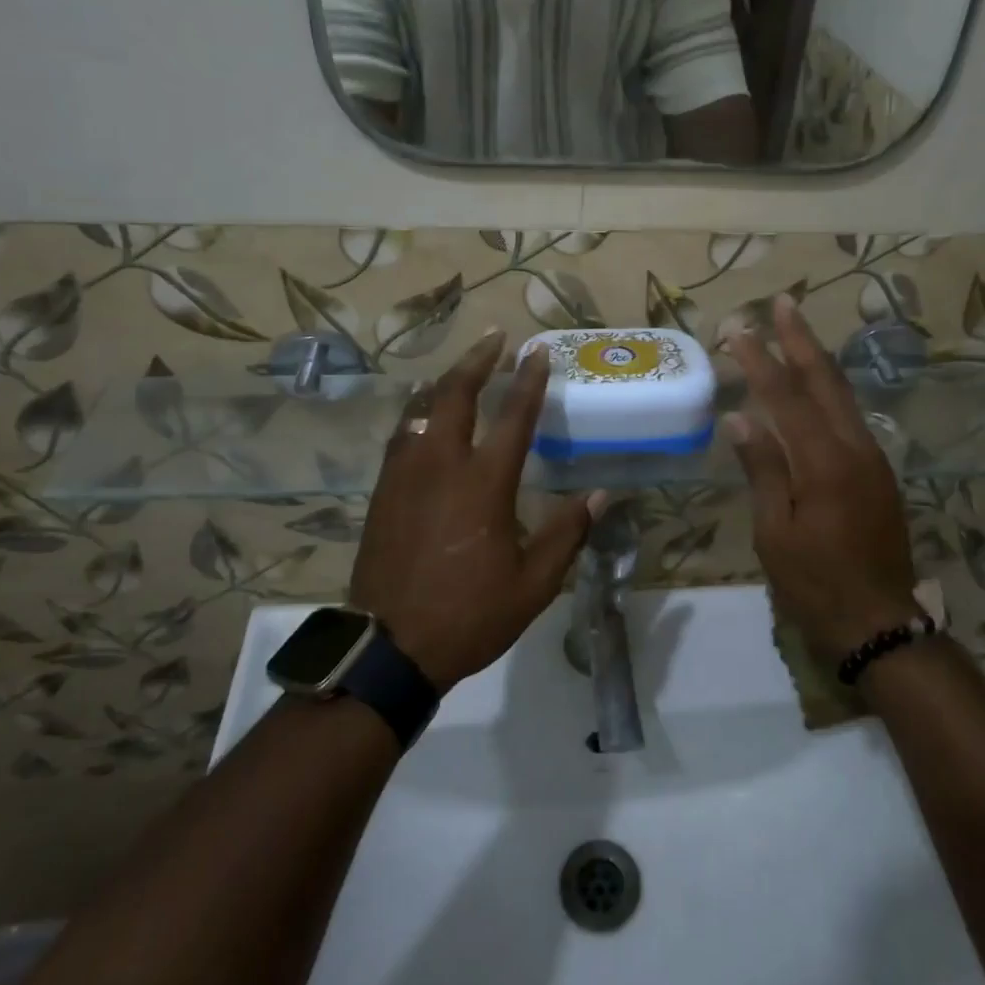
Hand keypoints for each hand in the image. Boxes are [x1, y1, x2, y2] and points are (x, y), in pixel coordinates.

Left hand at [350, 331, 602, 691]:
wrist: (388, 646)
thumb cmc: (469, 614)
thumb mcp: (533, 583)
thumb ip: (567, 532)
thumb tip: (601, 495)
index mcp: (483, 483)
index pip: (513, 416)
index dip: (528, 379)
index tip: (537, 350)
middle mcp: (441, 464)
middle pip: (455, 394)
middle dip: (477, 360)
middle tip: (494, 338)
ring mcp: (405, 474)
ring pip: (421, 408)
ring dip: (443, 381)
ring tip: (457, 368)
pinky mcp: (382, 491)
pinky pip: (401, 435)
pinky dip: (417, 412)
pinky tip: (422, 415)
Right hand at [726, 295, 921, 664]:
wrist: (881, 622)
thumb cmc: (815, 583)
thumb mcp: (775, 533)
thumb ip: (762, 470)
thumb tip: (740, 419)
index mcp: (824, 463)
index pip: (785, 397)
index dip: (760, 360)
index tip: (738, 329)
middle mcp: (855, 448)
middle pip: (825, 380)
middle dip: (801, 339)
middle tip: (783, 302)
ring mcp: (873, 458)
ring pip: (843, 395)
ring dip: (817, 359)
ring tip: (796, 331)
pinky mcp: (879, 472)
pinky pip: (851, 417)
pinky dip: (829, 391)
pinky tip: (816, 385)